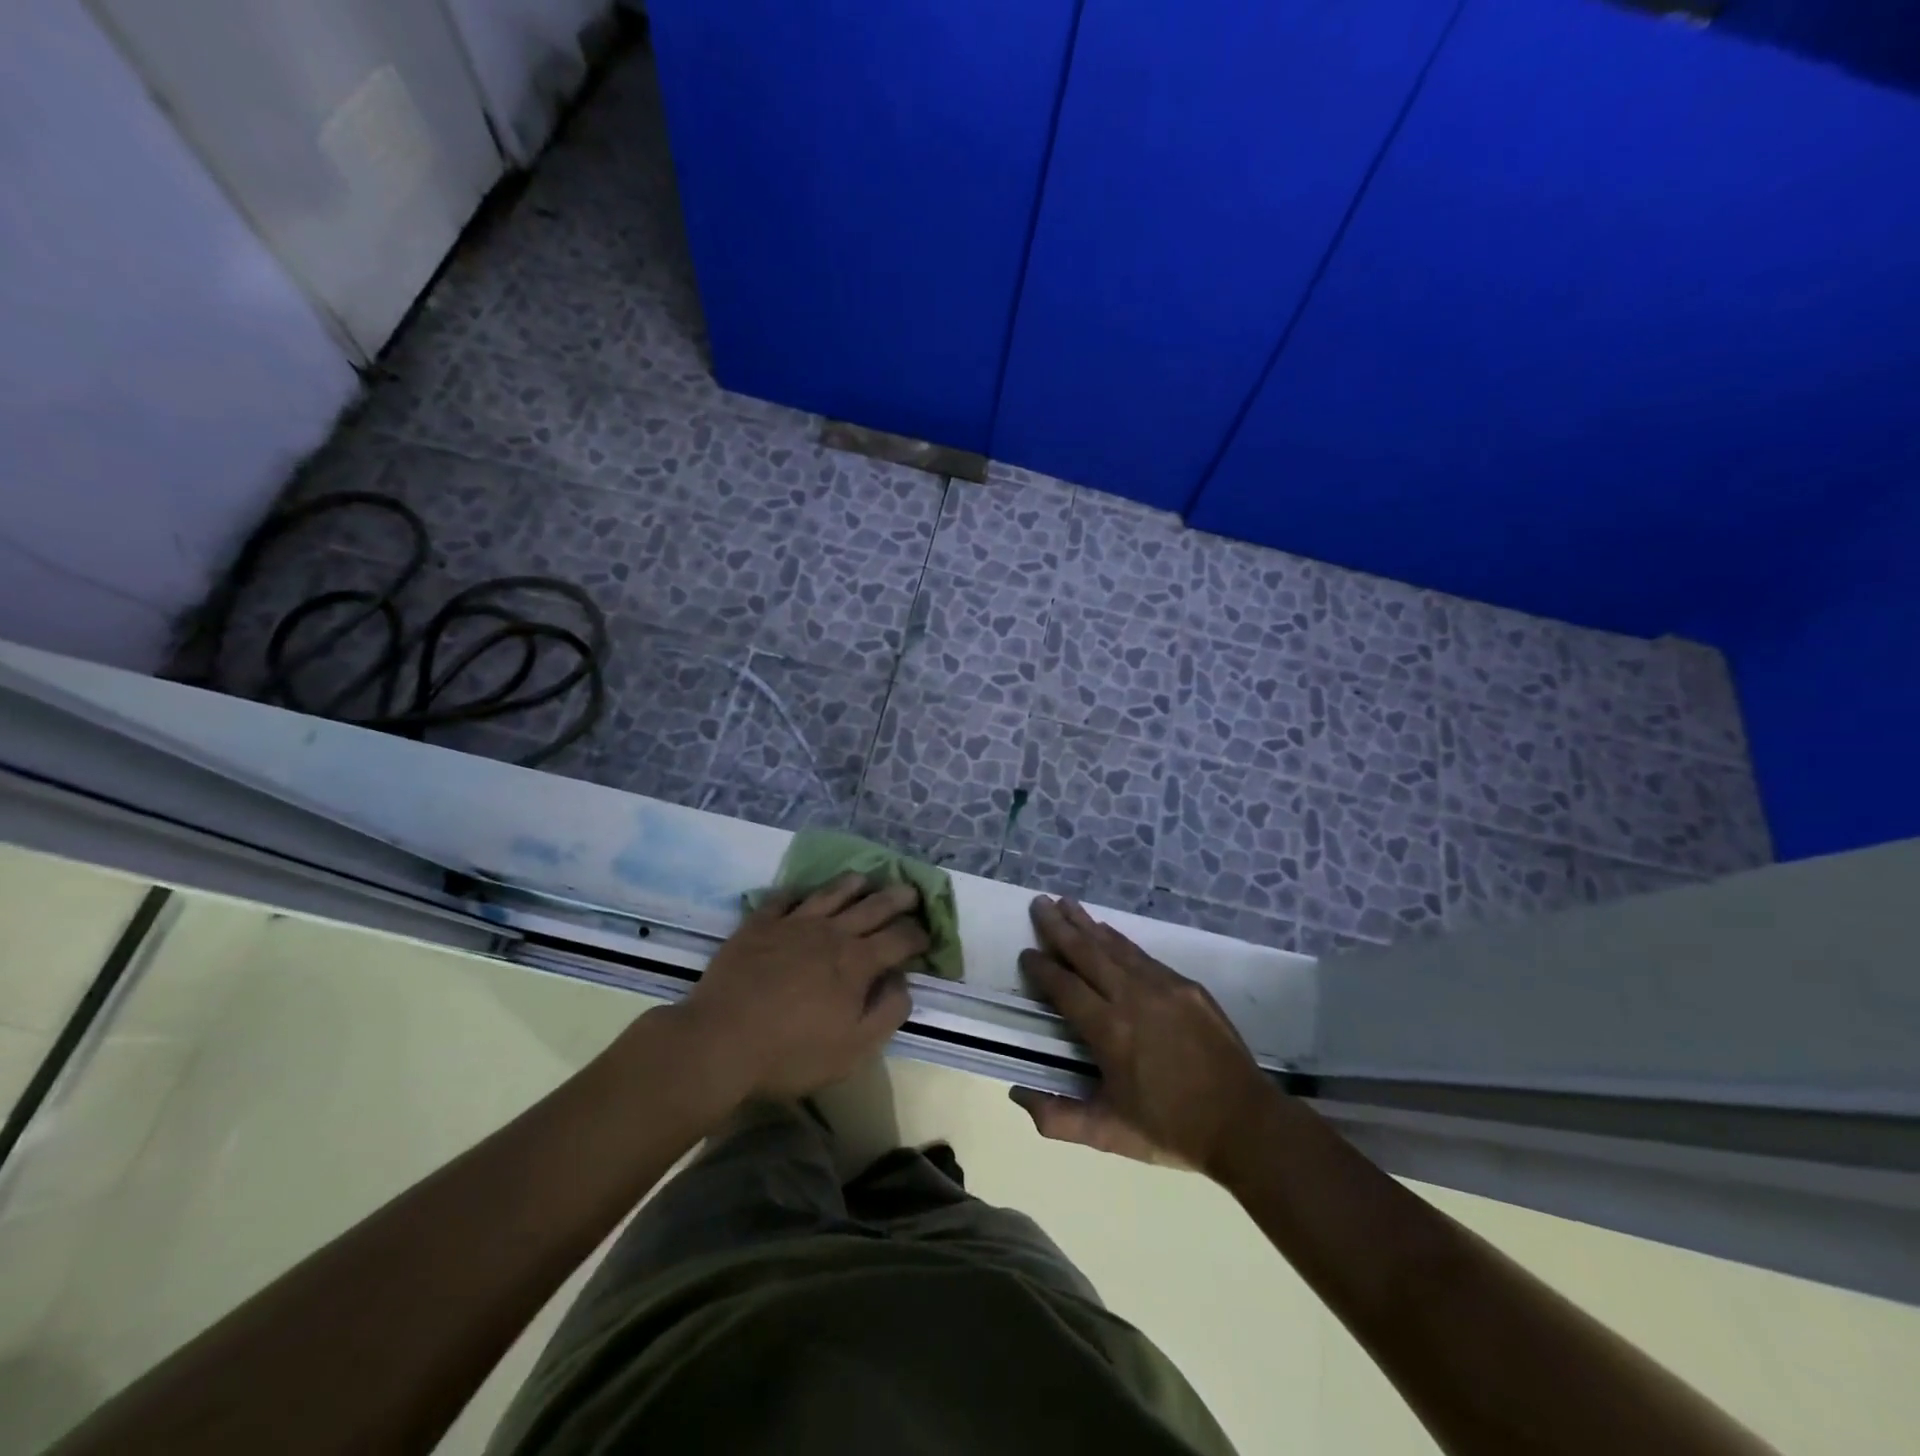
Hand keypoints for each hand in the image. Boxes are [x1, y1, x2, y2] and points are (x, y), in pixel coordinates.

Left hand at [676, 874, 927, 1102]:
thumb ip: (887, 1012)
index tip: (926, 937)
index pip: (900, 938)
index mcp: (857, 962)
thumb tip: (903, 982)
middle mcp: (831, 932)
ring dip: (853, 884)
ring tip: (865, 879)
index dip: (918, 935)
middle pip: (872, 906)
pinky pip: (782, 898)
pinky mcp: (759, 925)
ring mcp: (793, 924)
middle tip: (911, 892)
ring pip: (831, 893)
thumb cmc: (791, 1053)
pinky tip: (801, 892)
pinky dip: (797, 892)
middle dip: (897, 898)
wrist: (719, 1042)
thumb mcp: (853, 1049)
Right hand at [1014, 897, 1276, 1176]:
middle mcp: (1133, 998)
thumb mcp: (1108, 1134)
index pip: (1065, 988)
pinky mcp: (1187, 986)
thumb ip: (1058, 1118)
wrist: (1245, 1123)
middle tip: (1039, 903)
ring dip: (1087, 923)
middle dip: (1059, 927)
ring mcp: (1164, 987)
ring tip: (1065, 903)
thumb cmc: (1171, 1130)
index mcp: (1110, 1032)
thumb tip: (1017, 1093)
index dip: (1042, 968)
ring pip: (1115, 946)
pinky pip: (1143, 955)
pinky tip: (1107, 932)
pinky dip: (1119, 940)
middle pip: (1087, 952)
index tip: (1025, 953)